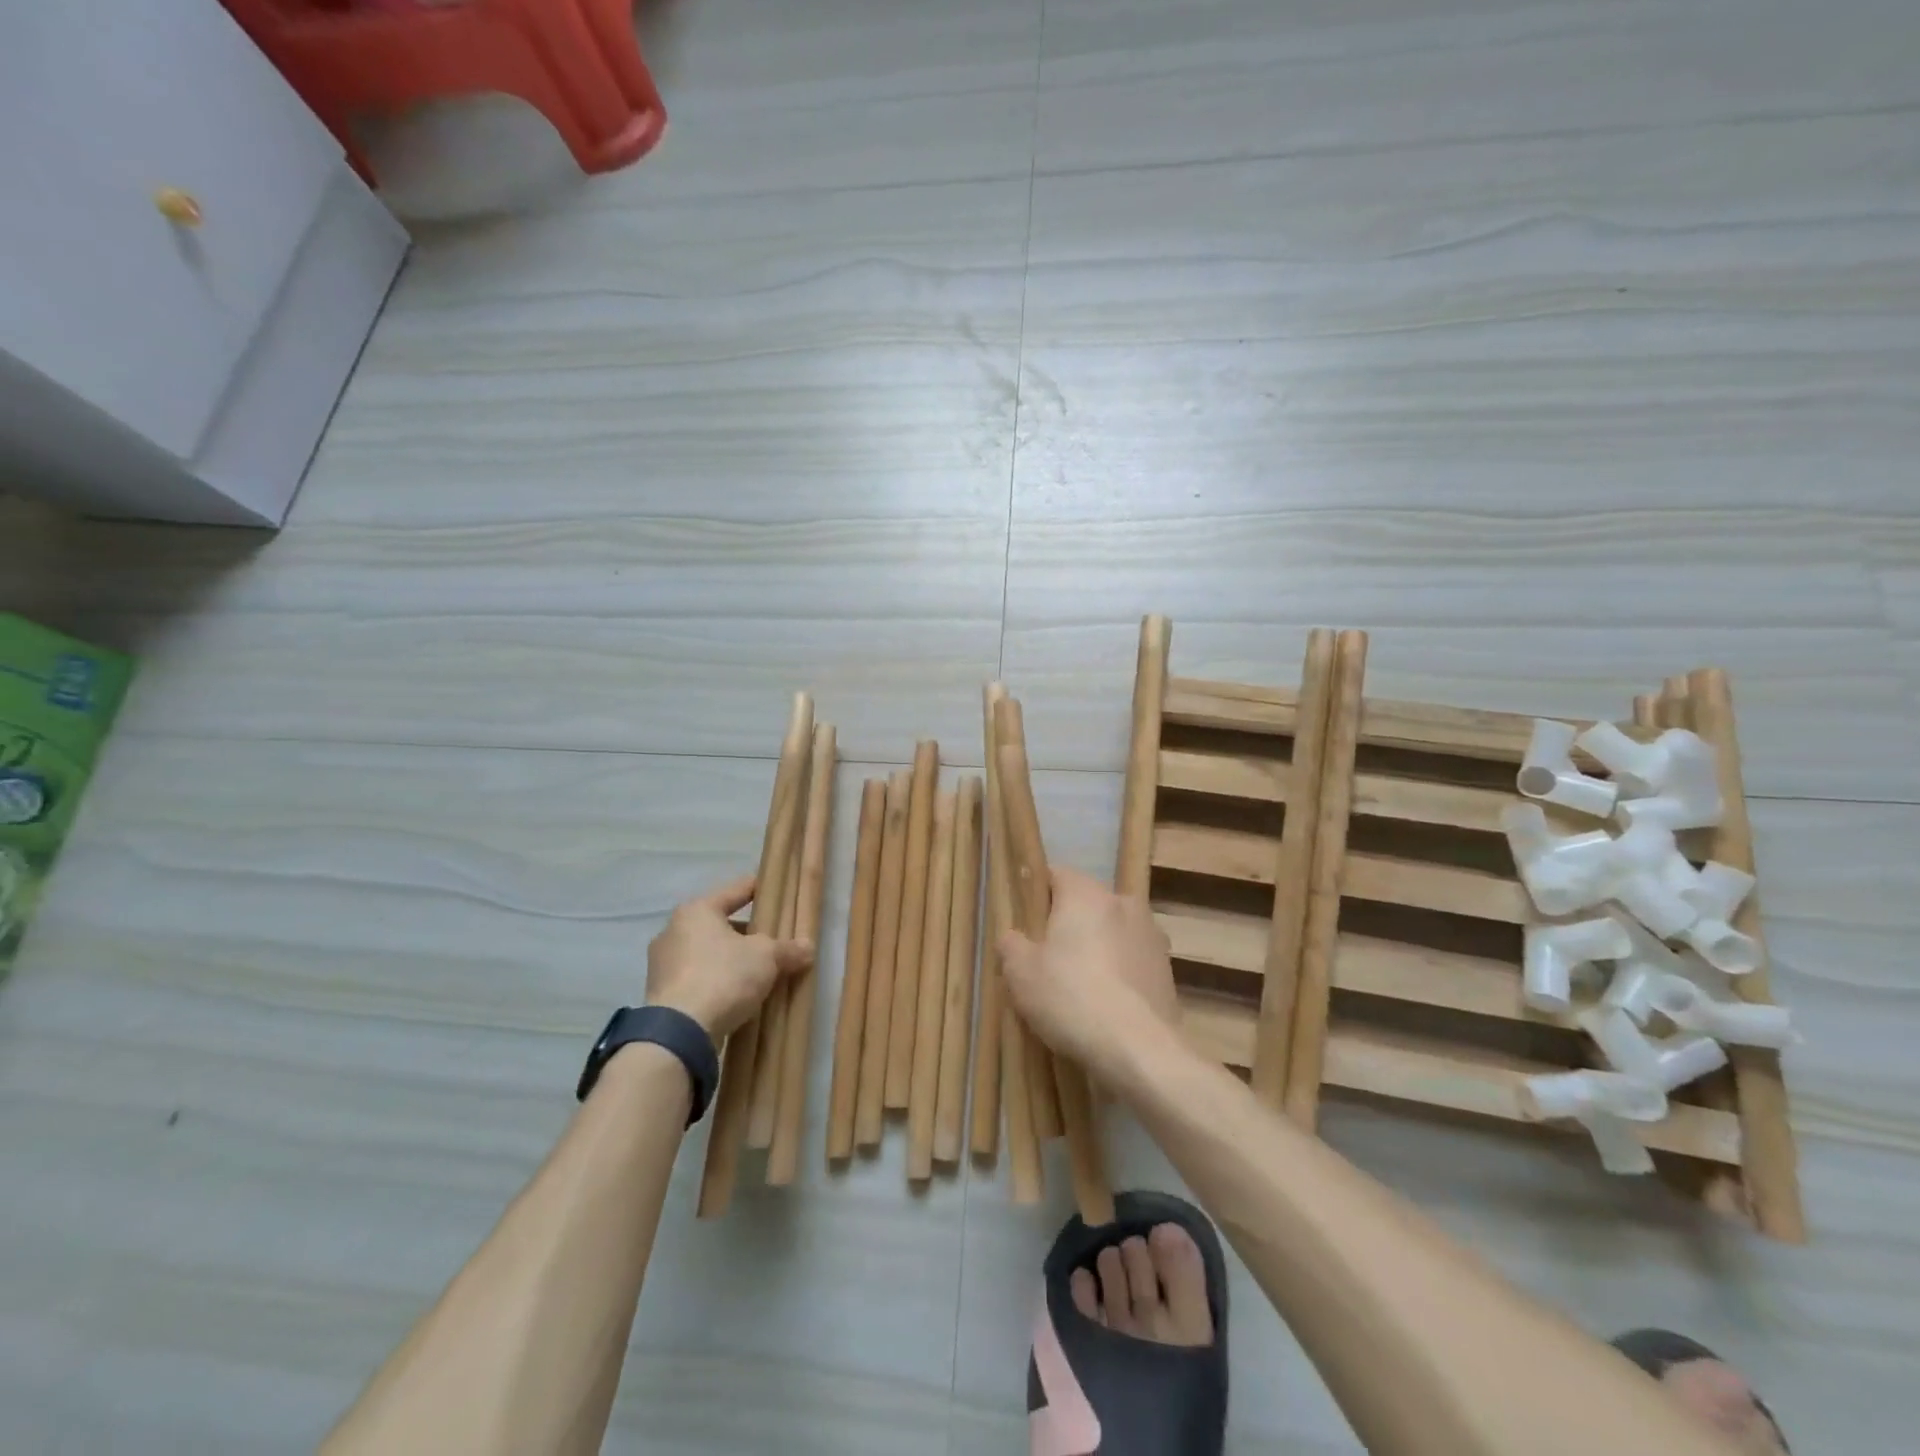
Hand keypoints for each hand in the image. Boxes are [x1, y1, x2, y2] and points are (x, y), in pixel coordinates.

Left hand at [645, 875, 812, 1037]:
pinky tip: (738, 995)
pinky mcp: (661, 994)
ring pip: (708, 953)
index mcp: (697, 911)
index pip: (736, 890)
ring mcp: (663, 964)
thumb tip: (808, 948)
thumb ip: (788, 949)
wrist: (680, 1033)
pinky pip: (698, 978)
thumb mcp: (767, 957)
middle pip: (721, 924)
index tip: (778, 891)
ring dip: (732, 960)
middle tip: (774, 942)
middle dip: (748, 934)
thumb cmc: (724, 976)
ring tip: (759, 973)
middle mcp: (673, 930)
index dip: (761, 889)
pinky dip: (717, 982)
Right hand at [998, 866, 1180, 1081]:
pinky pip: (1131, 961)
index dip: (1036, 897)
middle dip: (1068, 925)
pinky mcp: (1167, 969)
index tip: (1025, 925)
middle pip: (1086, 904)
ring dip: (1096, 949)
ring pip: (1111, 933)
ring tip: (1078, 988)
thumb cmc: (1071, 998)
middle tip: (1046, 960)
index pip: (1055, 875)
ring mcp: (1152, 935)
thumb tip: (1013, 937)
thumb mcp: (1020, 973)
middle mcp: (1124, 902)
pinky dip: (1118, 974)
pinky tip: (1104, 1006)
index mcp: (1087, 893)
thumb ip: (1011, 944)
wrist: (1139, 1050)